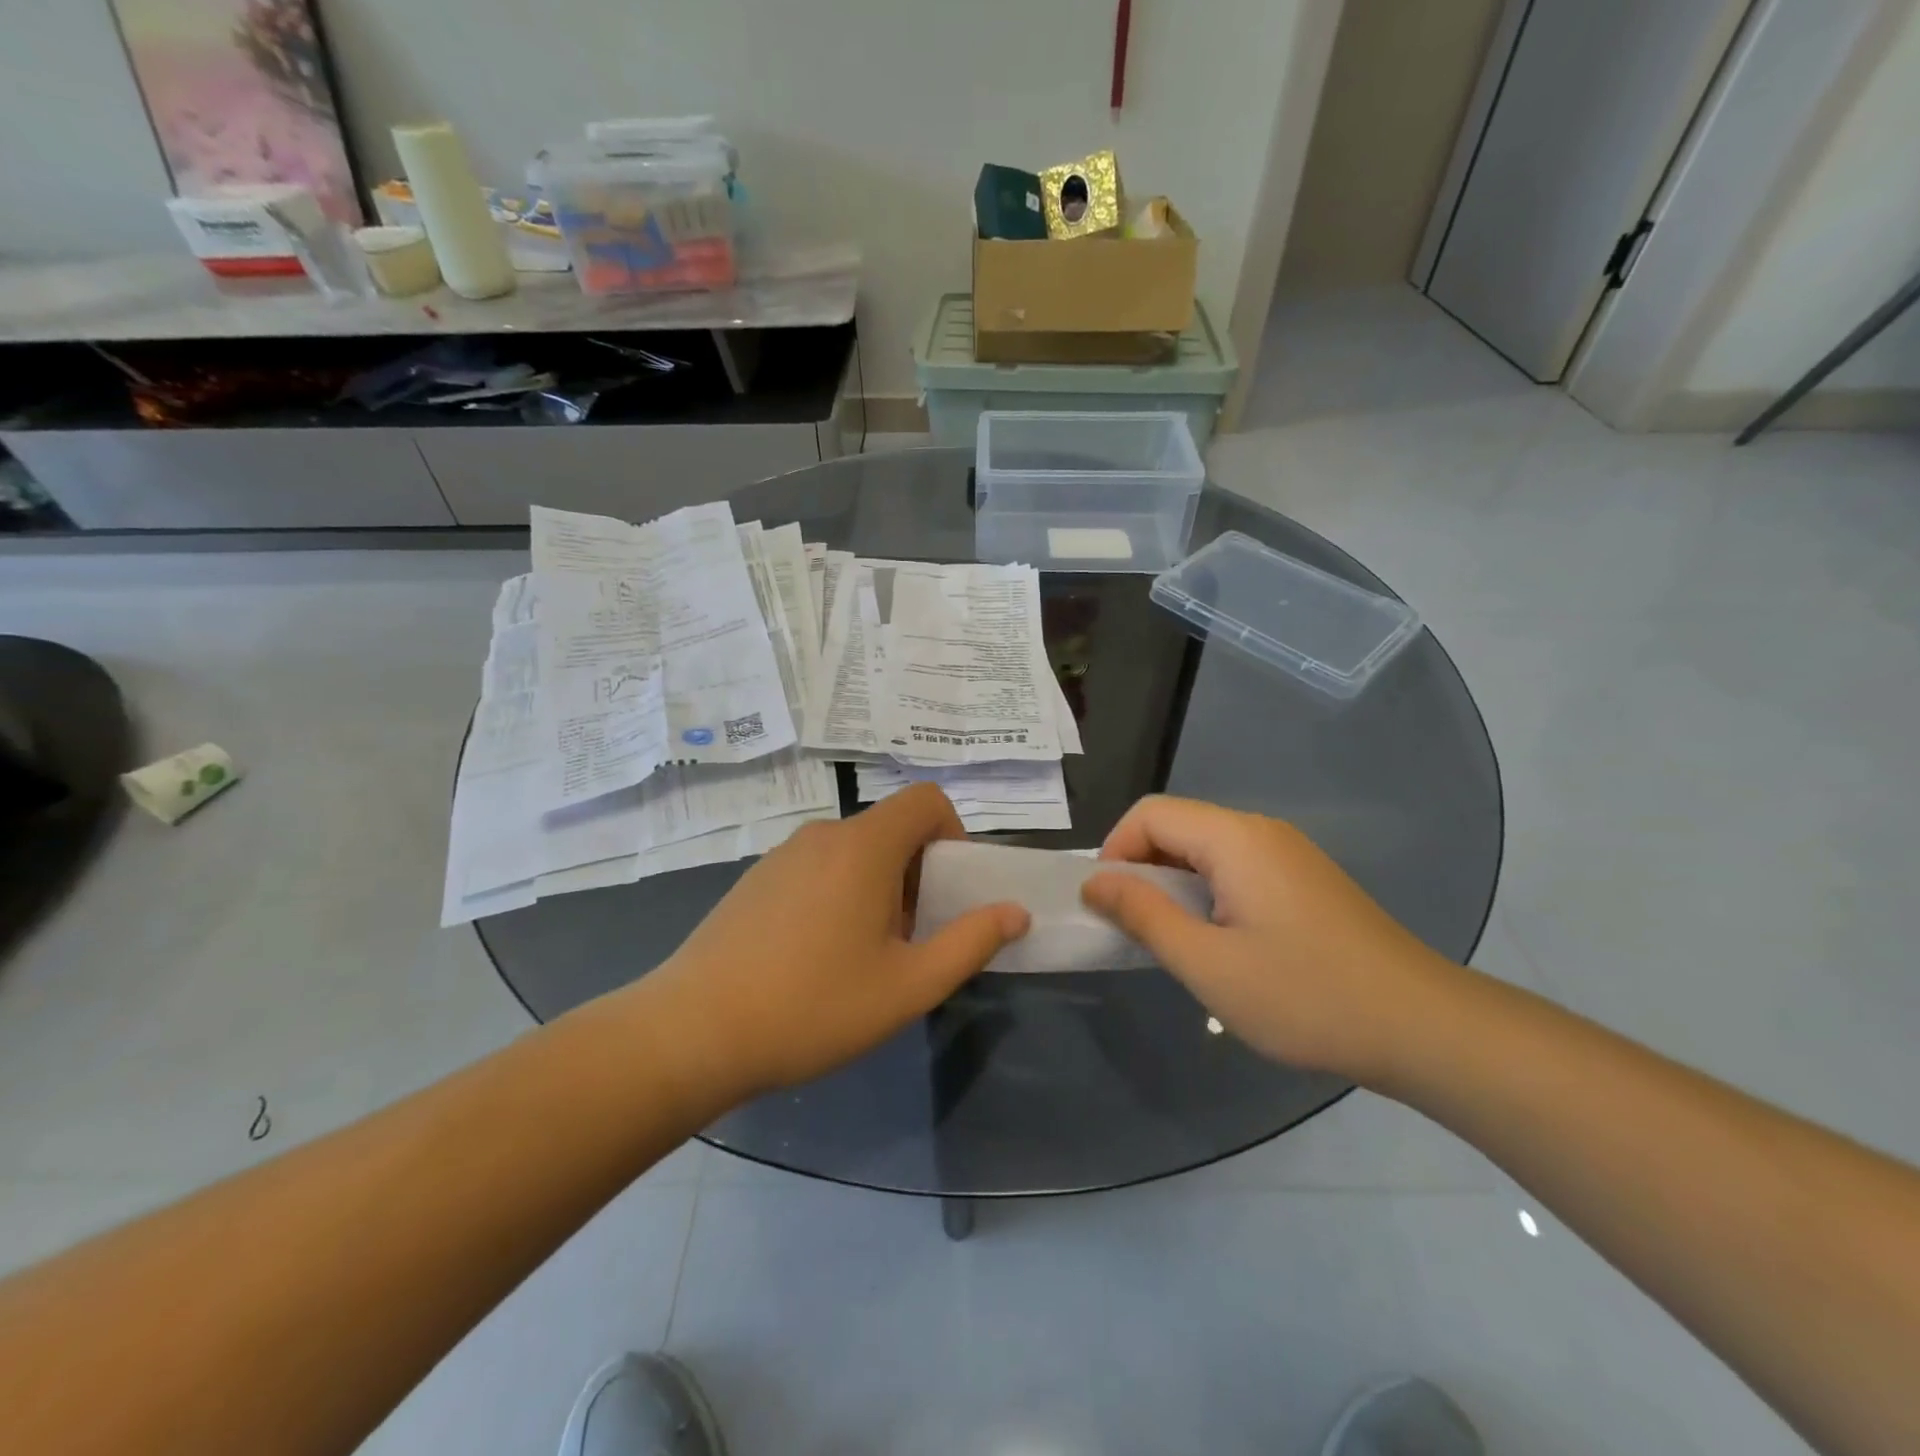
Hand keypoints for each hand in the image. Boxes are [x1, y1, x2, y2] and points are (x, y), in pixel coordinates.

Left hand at [640, 784, 1029, 1100]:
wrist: (693, 1031)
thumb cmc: (813, 1006)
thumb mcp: (908, 985)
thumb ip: (970, 942)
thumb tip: (1014, 912)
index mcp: (864, 846)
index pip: (926, 800)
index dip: (953, 835)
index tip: (948, 892)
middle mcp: (823, 835)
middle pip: (892, 829)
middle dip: (918, 874)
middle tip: (910, 938)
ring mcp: (783, 854)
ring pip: (854, 851)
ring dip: (878, 887)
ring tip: (864, 955)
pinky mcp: (755, 879)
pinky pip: (817, 867)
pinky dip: (839, 893)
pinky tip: (816, 957)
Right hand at [1081, 795, 1451, 1083]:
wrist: (1422, 1027)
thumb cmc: (1305, 996)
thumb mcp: (1208, 964)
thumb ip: (1143, 916)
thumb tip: (1095, 882)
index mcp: (1234, 838)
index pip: (1150, 813)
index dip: (1114, 850)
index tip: (1106, 905)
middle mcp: (1261, 831)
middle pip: (1177, 825)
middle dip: (1141, 868)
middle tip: (1133, 927)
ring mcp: (1288, 853)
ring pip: (1205, 848)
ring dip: (1173, 883)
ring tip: (1172, 938)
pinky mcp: (1305, 879)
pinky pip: (1236, 867)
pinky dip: (1206, 891)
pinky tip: (1218, 940)